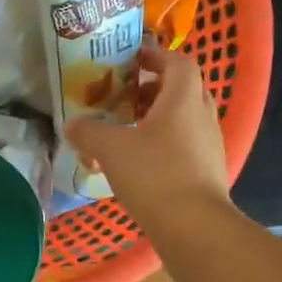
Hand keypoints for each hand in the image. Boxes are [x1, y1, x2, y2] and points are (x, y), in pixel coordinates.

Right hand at [66, 38, 229, 228]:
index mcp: (183, 98)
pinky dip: (165, 144)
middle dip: (154, 89)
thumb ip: (88, 132)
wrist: (194, 226)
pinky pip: (186, 145)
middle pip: (182, 89)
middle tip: (125, 96)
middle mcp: (202, 115)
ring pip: (184, 119)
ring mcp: (210, 144)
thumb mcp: (111, 149)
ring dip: (159, 118)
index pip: (178, 61)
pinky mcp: (208, 170)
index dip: (156, 55)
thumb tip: (71, 125)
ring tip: (128, 130)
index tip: (132, 59)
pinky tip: (141, 162)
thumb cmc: (154, 174)